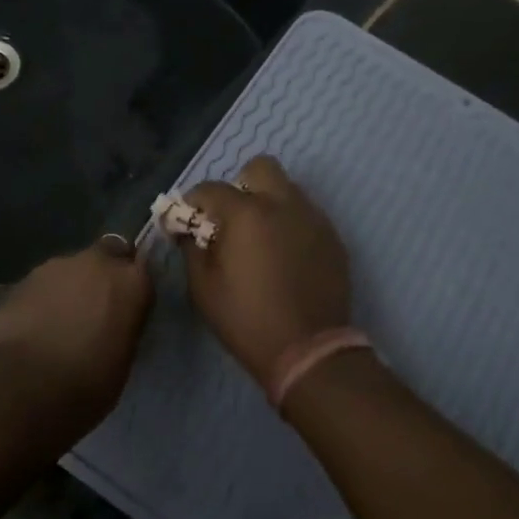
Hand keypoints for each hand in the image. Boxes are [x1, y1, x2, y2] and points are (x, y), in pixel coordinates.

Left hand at [0, 238, 153, 430]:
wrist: (24, 384)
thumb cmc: (87, 382)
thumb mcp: (123, 360)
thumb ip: (124, 327)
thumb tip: (116, 323)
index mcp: (131, 282)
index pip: (143, 269)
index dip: (133, 286)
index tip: (129, 306)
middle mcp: (98, 262)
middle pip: (108, 254)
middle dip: (104, 274)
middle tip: (97, 307)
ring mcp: (59, 265)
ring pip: (73, 268)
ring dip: (72, 286)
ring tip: (62, 321)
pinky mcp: (25, 277)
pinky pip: (45, 284)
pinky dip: (45, 298)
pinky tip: (37, 325)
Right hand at [177, 156, 351, 384]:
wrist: (309, 350)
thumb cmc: (247, 319)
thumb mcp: (203, 288)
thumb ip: (191, 249)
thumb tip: (186, 230)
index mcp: (246, 213)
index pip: (211, 188)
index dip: (193, 201)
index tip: (187, 220)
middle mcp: (282, 204)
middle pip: (260, 168)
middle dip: (241, 185)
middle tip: (232, 217)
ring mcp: (313, 218)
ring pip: (287, 189)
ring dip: (269, 202)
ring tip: (260, 237)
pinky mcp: (332, 237)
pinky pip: (306, 215)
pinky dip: (291, 223)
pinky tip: (284, 255)